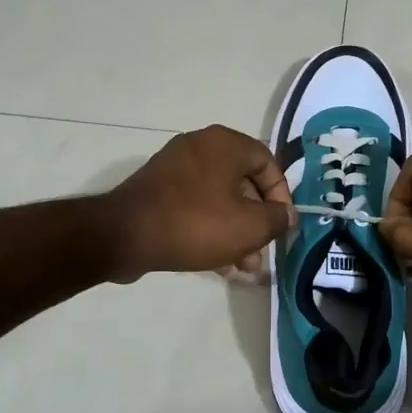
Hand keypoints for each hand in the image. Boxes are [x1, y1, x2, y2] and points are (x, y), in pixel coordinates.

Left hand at [103, 126, 293, 281]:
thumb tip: (286, 215)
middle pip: (243, 184)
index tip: (281, 225)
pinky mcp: (158, 189)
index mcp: (225, 144)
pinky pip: (195, 206)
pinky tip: (218, 265)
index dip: (281, 196)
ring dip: (236, 232)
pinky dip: (210, 229)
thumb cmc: (196, 224)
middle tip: (261, 254)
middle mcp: (201, 146)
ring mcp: (175, 167)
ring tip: (242, 268)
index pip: (268, 163)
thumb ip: (277, 219)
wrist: (125, 235)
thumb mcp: (249, 227)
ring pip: (219, 199)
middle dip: (256, 222)